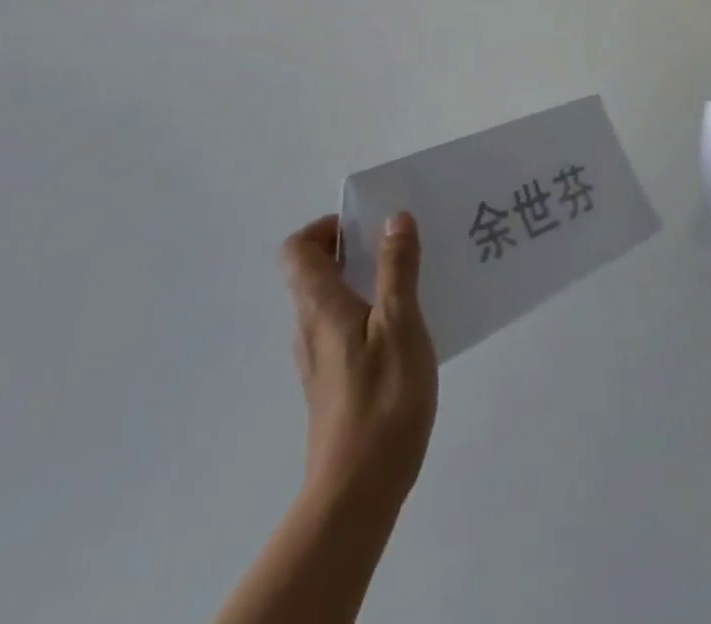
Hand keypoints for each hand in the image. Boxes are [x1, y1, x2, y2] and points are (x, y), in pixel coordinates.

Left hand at [281, 212, 438, 504]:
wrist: (358, 491)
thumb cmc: (382, 398)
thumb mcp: (400, 323)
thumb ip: (397, 269)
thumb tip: (393, 218)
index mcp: (321, 306)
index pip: (298, 250)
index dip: (326, 228)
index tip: (366, 227)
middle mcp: (311, 328)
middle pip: (315, 273)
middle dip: (353, 249)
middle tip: (400, 246)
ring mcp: (319, 361)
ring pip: (331, 302)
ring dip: (364, 281)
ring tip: (411, 281)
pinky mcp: (333, 385)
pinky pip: (344, 330)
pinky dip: (368, 314)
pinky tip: (406, 329)